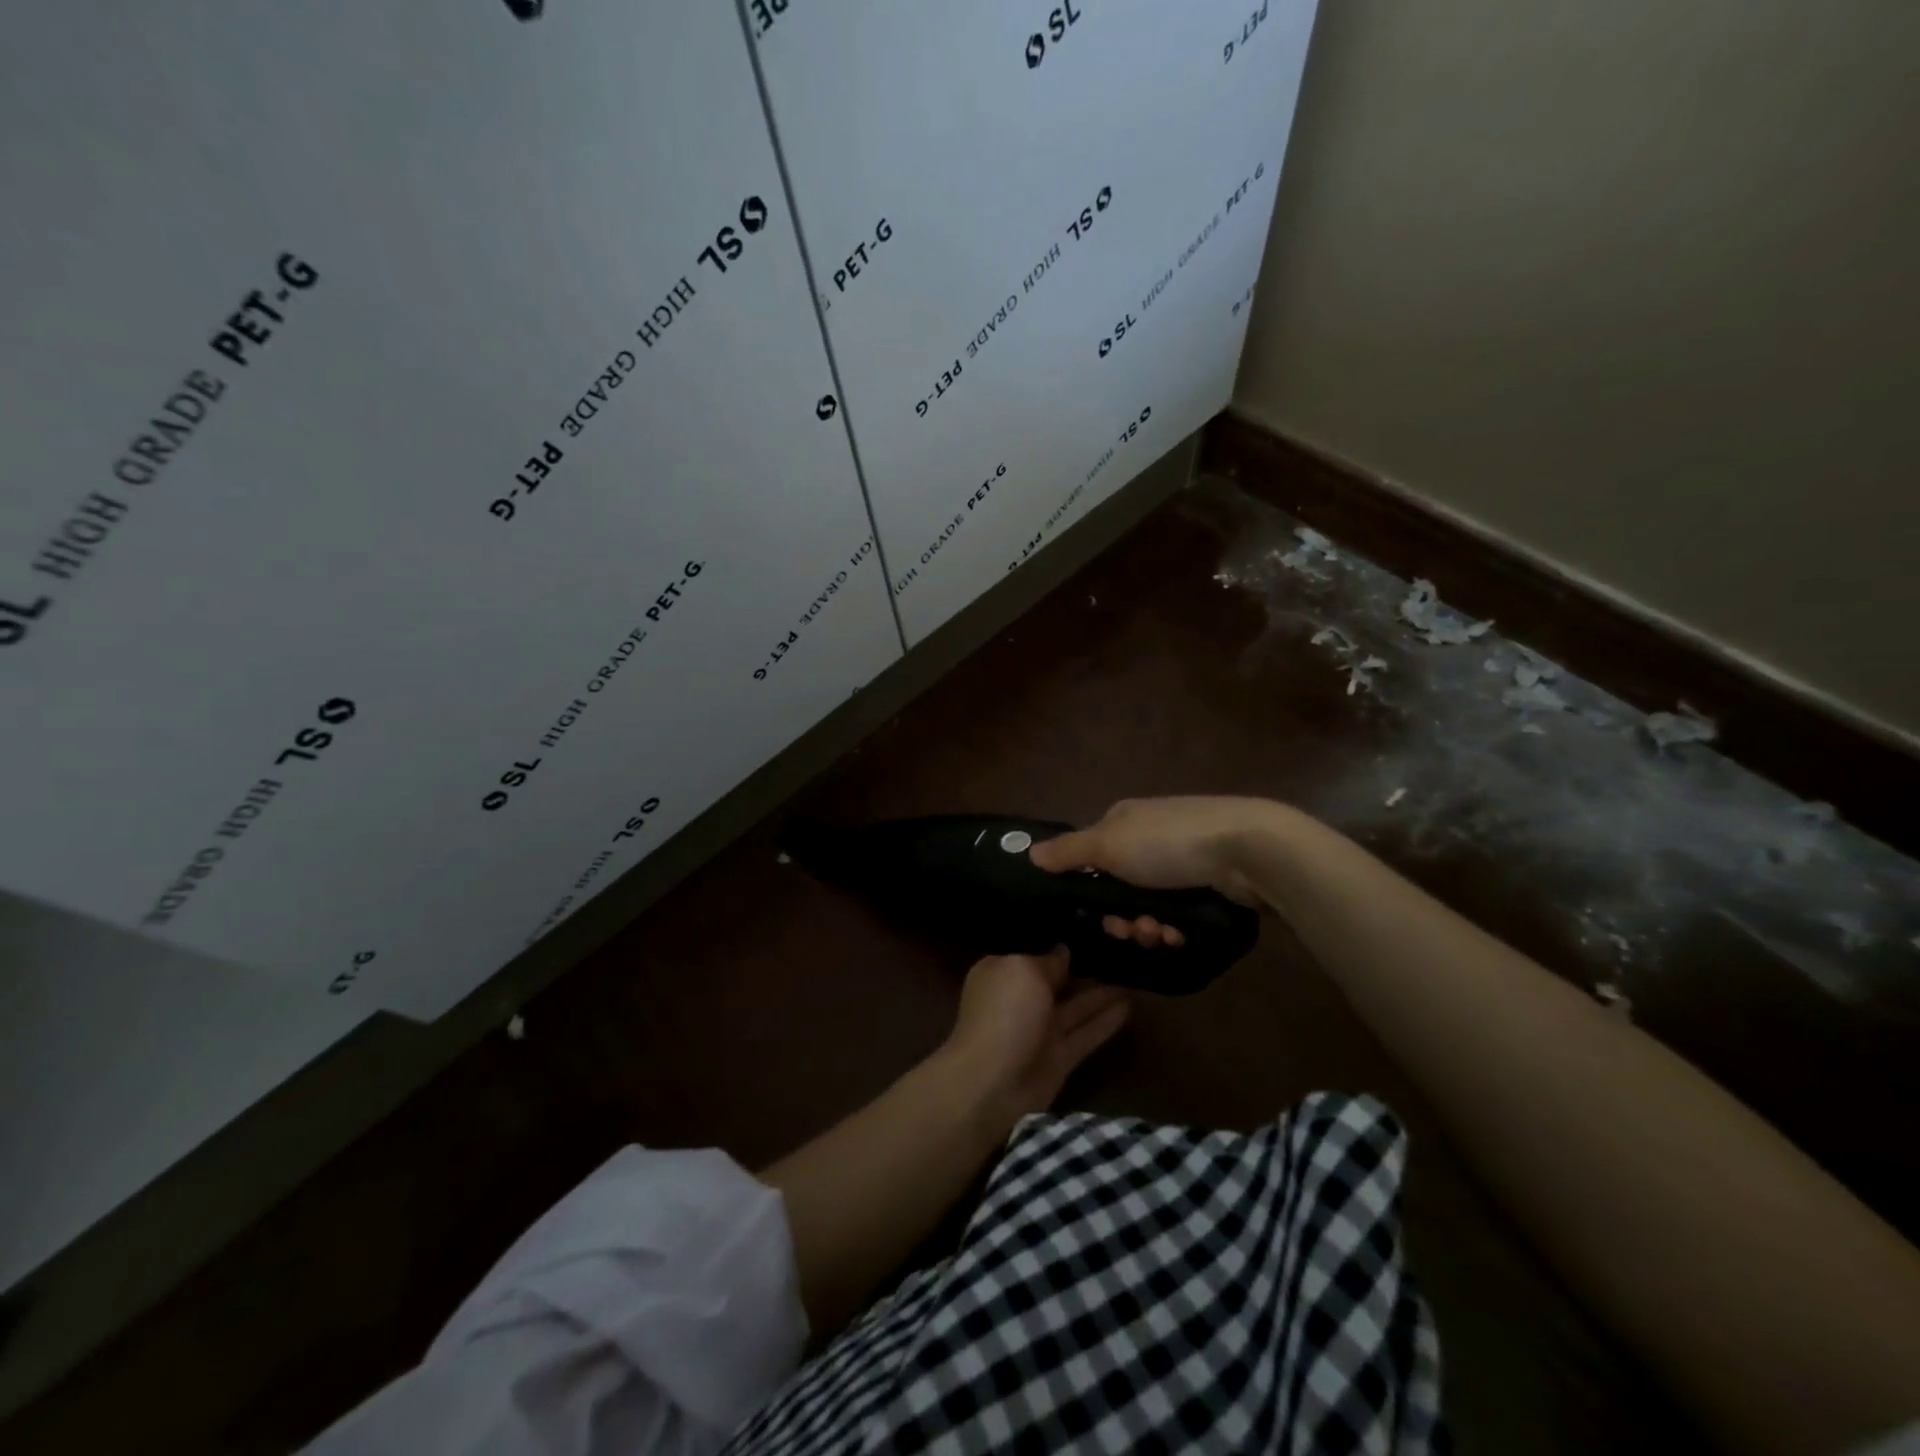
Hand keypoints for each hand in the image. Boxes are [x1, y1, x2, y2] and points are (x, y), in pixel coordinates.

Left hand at [941, 949, 1129, 1124]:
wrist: (992, 1084)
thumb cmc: (1004, 1013)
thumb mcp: (1024, 970)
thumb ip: (1047, 961)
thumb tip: (1062, 952)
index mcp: (1002, 972)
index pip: (1032, 951)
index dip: (1056, 941)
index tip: (1085, 929)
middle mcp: (1021, 998)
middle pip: (1056, 979)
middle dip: (1082, 965)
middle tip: (1118, 948)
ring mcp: (1041, 1029)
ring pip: (1076, 1006)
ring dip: (1101, 992)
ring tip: (1131, 972)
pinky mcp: (1059, 1057)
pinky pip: (1087, 1032)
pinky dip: (1106, 1020)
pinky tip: (1131, 1004)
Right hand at [1029, 796, 1269, 946]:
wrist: (1247, 849)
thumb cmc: (1168, 843)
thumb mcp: (1109, 844)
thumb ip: (1069, 851)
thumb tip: (1030, 853)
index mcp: (1123, 821)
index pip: (1091, 858)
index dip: (1089, 890)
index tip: (1095, 916)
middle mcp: (1149, 836)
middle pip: (1119, 887)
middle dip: (1123, 916)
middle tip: (1133, 931)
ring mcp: (1182, 858)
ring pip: (1149, 904)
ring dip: (1148, 926)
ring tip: (1162, 935)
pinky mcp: (1208, 881)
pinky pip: (1179, 911)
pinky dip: (1176, 926)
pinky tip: (1181, 934)